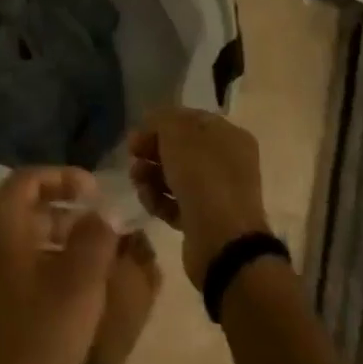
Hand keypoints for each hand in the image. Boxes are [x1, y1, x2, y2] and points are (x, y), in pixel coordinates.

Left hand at [0, 167, 119, 363]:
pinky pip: (3, 272)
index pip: (28, 179)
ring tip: (85, 267)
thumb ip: (96, 240)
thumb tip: (104, 212)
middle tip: (97, 230)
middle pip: (19, 211)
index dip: (64, 177)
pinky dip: (32, 271)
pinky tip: (57, 303)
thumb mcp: (78, 287)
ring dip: (49, 245)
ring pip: (12, 244)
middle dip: (61, 214)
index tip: (96, 190)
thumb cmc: (30, 339)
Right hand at [128, 107, 271, 289]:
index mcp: (229, 137)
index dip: (161, 123)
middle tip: (132, 155)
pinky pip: (177, 204)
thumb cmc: (203, 177)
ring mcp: (218, 194)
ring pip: (177, 177)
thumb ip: (162, 121)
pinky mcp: (205, 222)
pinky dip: (159, 200)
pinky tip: (146, 199)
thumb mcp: (177, 134)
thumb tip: (154, 125)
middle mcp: (228, 163)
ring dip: (152, 175)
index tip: (137, 132)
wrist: (222, 242)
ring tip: (136, 180)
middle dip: (153, 150)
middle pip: (182, 150)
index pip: (190, 120)